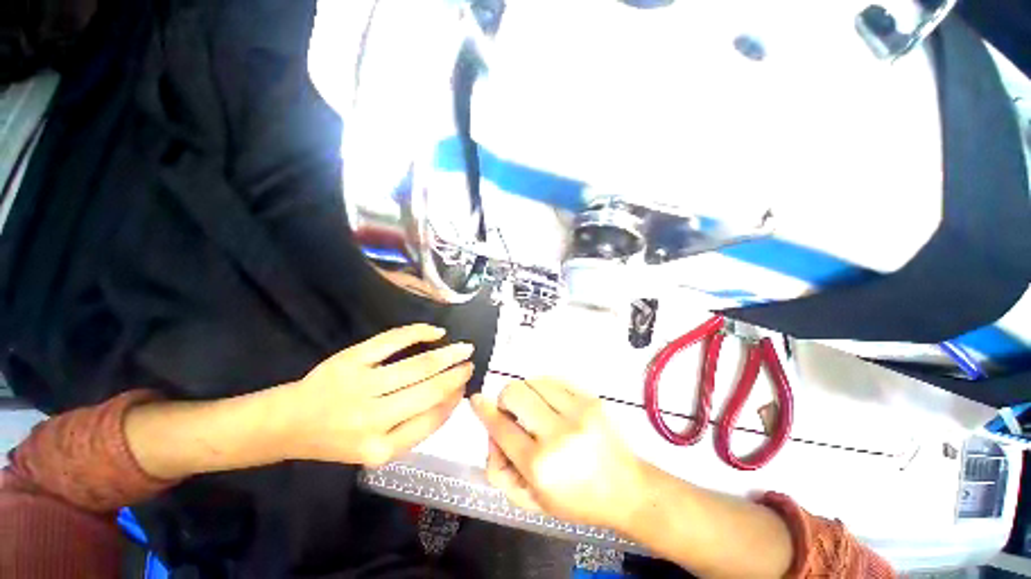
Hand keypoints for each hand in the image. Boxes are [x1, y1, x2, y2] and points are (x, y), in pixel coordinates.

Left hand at [281, 324, 474, 465]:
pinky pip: (393, 340)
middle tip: (470, 363)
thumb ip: (413, 429)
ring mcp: (361, 385)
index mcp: (380, 448)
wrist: (287, 423)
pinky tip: (436, 332)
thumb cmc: (336, 440)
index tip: (465, 387)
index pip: (431, 420)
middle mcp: (372, 419)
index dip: (453, 400)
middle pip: (429, 390)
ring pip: (418, 365)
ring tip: (463, 348)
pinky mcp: (351, 359)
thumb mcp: (375, 449)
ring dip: (447, 355)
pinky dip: (419, 332)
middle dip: (456, 375)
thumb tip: (450, 398)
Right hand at [471, 378, 647, 530]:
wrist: (626, 488)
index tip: (477, 400)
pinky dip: (545, 389)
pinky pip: (555, 380)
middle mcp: (557, 434)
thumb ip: (501, 471)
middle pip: (515, 393)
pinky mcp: (590, 399)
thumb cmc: (577, 500)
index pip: (501, 427)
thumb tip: (493, 432)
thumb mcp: (531, 501)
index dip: (484, 410)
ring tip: (535, 409)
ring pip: (534, 381)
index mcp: (539, 465)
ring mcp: (577, 412)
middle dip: (506, 399)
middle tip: (513, 411)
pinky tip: (552, 404)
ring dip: (527, 392)